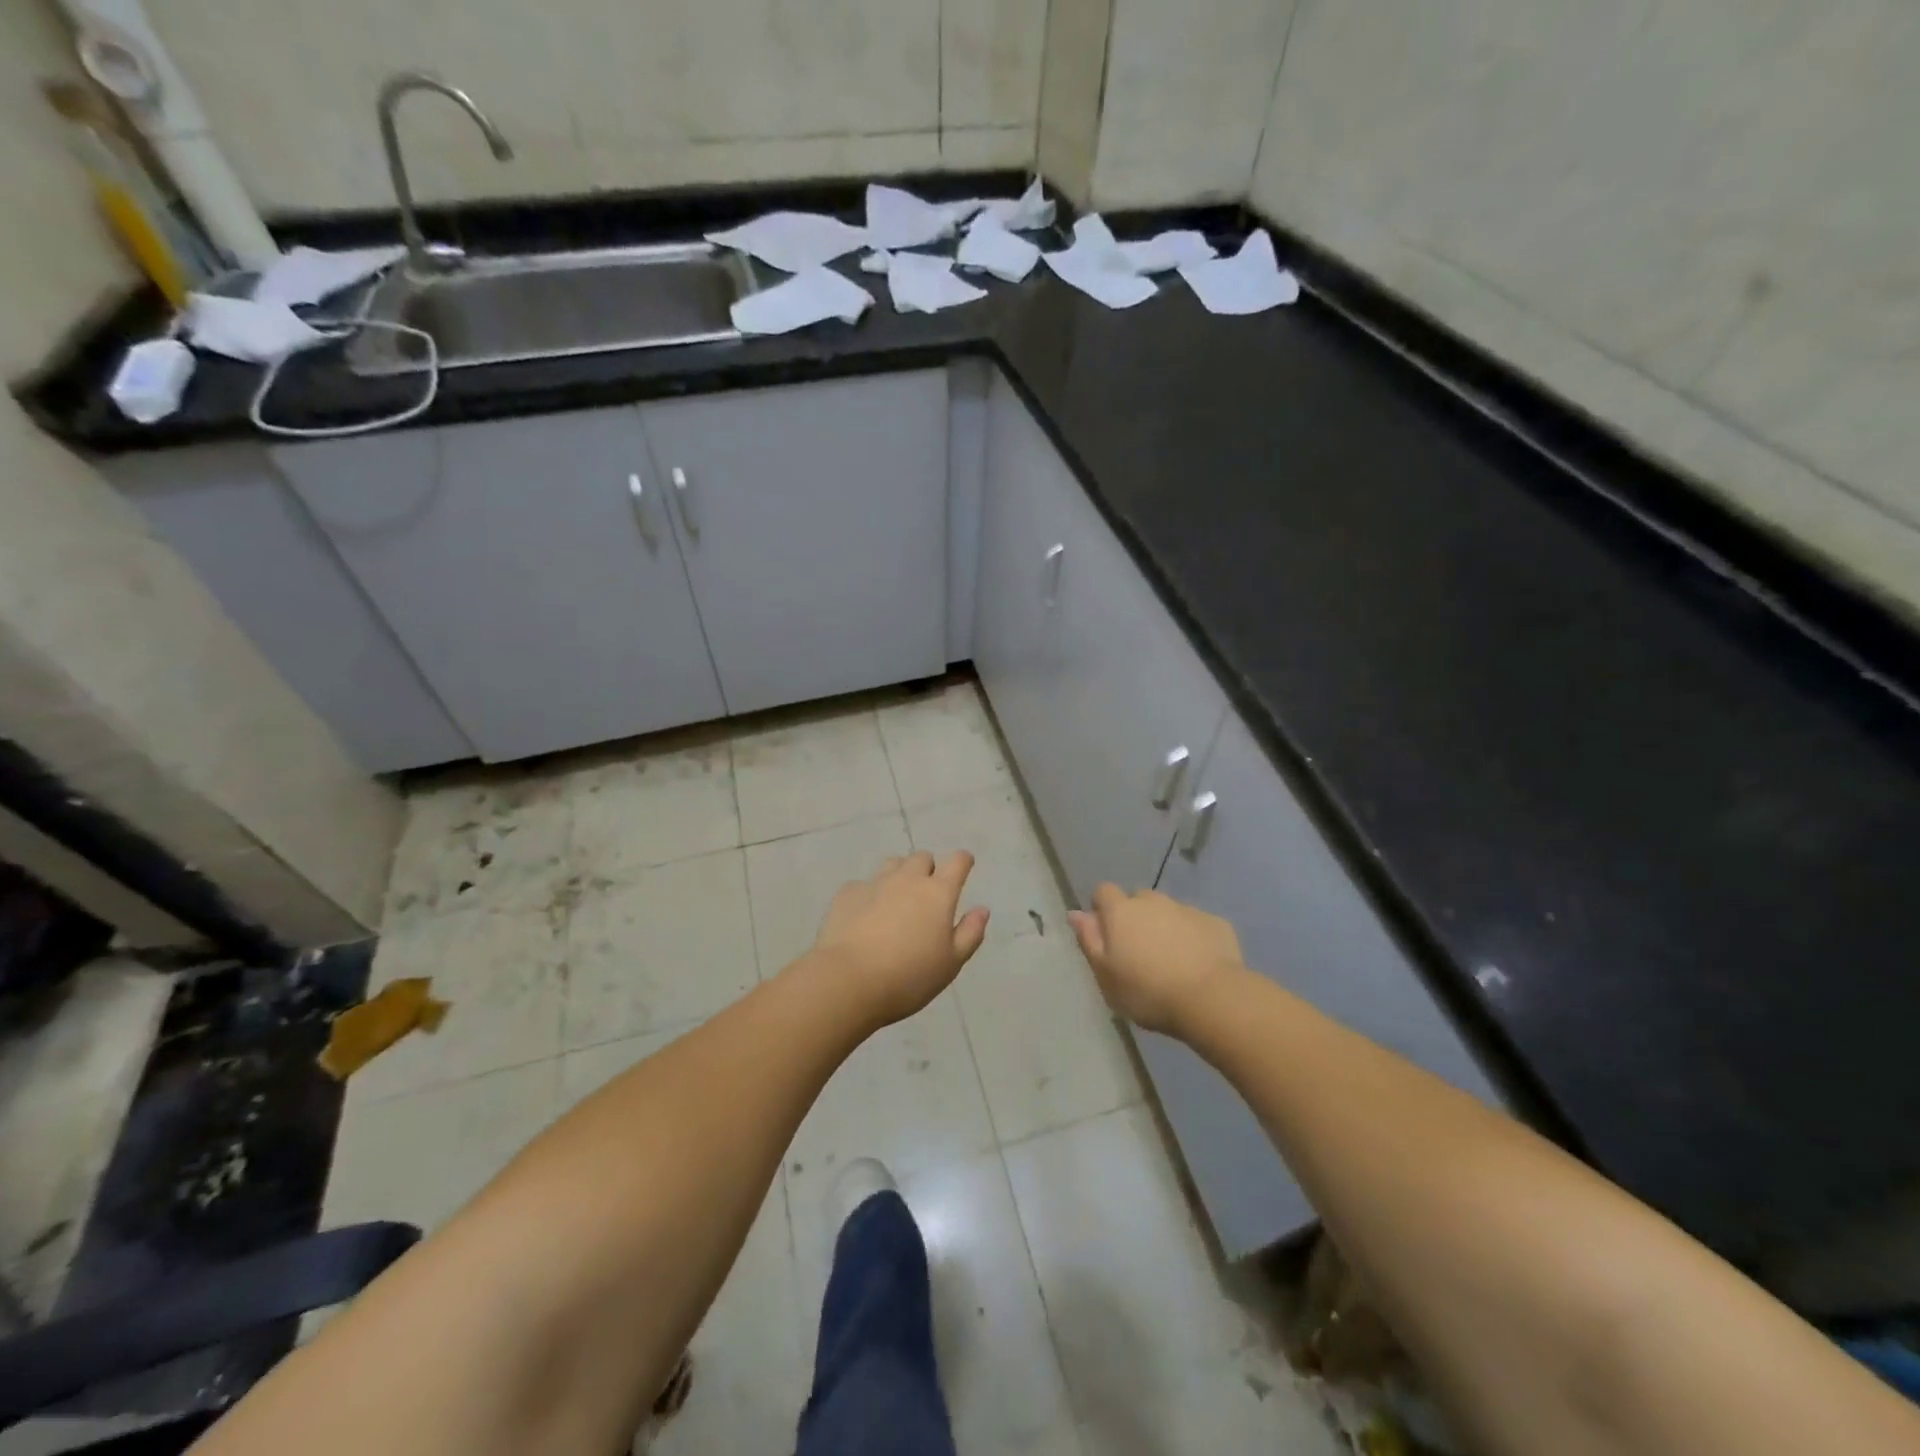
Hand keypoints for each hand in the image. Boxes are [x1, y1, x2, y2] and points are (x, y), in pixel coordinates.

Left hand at [808, 852, 989, 1028]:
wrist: (849, 981)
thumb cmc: (909, 976)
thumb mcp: (951, 963)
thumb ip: (970, 933)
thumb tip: (982, 909)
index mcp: (938, 893)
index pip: (957, 861)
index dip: (963, 861)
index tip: (964, 867)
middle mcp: (908, 879)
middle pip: (922, 858)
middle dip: (928, 869)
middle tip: (927, 895)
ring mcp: (875, 883)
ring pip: (892, 865)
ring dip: (899, 875)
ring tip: (896, 901)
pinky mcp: (847, 894)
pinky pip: (863, 885)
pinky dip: (869, 895)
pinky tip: (864, 917)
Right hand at [1068, 884, 1246, 1034]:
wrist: (1211, 998)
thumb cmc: (1147, 991)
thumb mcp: (1106, 975)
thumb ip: (1089, 940)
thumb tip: (1075, 913)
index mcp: (1121, 911)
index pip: (1103, 891)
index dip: (1102, 909)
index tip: (1107, 936)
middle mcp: (1153, 901)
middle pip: (1138, 900)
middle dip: (1136, 918)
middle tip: (1139, 952)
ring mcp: (1187, 909)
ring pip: (1168, 911)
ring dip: (1165, 927)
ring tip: (1171, 961)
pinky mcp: (1216, 923)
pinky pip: (1196, 925)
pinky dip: (1193, 937)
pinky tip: (1198, 964)